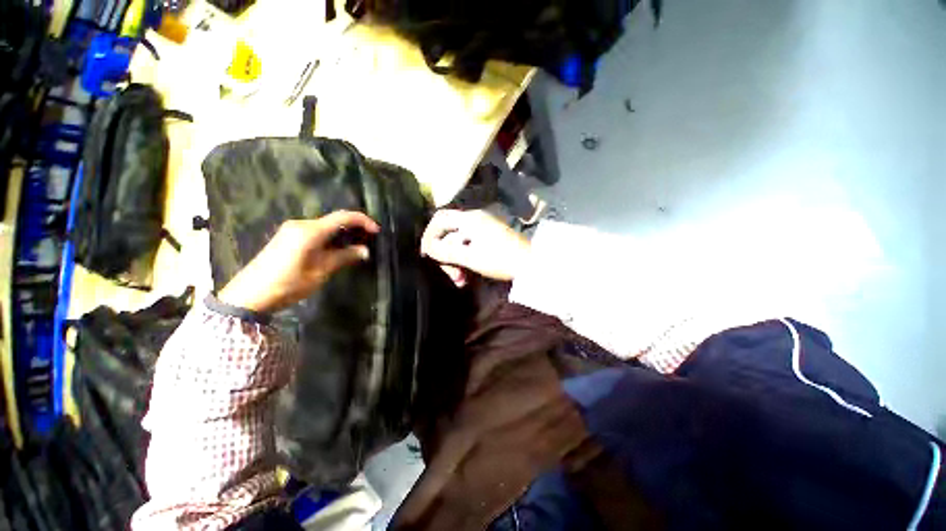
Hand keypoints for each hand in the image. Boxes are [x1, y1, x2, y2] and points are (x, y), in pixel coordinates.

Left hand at [218, 211, 378, 312]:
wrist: (250, 294)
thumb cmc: (288, 283)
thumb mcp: (321, 271)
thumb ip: (344, 257)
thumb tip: (364, 251)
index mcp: (310, 231)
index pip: (343, 216)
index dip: (363, 221)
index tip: (376, 231)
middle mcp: (301, 224)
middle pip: (334, 219)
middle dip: (354, 228)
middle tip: (368, 241)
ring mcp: (292, 230)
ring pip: (325, 226)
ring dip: (342, 233)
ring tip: (355, 247)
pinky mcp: (288, 237)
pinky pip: (315, 232)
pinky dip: (330, 237)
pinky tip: (336, 249)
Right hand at [420, 209, 530, 286]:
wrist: (531, 265)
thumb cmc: (500, 259)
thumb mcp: (471, 257)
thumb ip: (446, 252)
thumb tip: (428, 248)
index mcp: (470, 219)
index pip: (440, 219)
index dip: (429, 235)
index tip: (427, 254)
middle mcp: (475, 219)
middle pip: (448, 233)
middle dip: (445, 255)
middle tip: (451, 275)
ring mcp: (483, 229)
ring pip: (458, 243)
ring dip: (455, 261)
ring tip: (460, 280)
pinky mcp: (489, 239)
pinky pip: (469, 246)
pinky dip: (464, 260)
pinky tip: (466, 276)